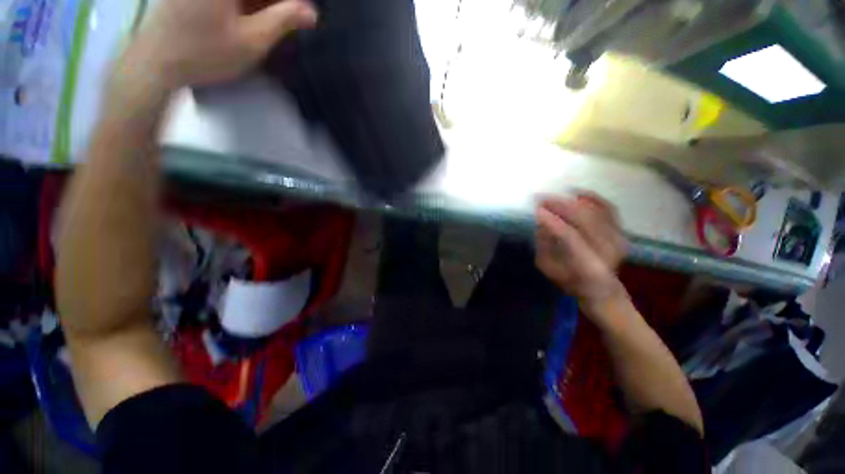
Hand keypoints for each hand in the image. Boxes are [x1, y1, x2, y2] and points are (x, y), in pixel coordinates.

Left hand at [125, 0, 317, 90]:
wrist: (156, 61)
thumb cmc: (205, 53)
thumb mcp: (252, 41)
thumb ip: (283, 21)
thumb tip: (311, 12)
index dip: (291, 1)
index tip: (304, 13)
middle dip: (275, 3)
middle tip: (291, 17)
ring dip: (260, 5)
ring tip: (272, 21)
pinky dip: (244, 5)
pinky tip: (249, 17)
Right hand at [535, 194, 627, 312]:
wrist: (602, 289)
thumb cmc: (570, 281)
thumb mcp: (548, 268)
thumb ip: (544, 246)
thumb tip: (541, 223)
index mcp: (587, 265)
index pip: (569, 236)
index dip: (552, 221)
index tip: (536, 210)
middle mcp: (607, 250)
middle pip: (584, 219)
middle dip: (560, 205)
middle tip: (542, 199)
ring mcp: (618, 240)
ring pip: (595, 211)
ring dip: (572, 201)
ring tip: (554, 196)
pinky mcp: (622, 233)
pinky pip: (609, 209)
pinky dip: (594, 198)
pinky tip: (578, 193)